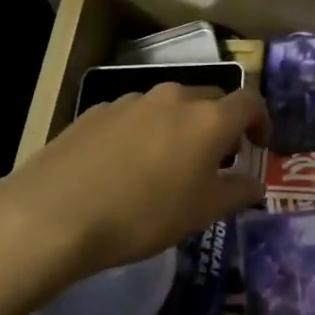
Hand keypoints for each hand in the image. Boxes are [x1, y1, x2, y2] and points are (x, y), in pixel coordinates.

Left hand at [0, 84, 269, 303]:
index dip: (261, 122)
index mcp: (208, 119)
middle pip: (211, 99)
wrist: (53, 214)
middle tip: (216, 160)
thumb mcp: (201, 213)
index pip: (249, 102)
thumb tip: (254, 183)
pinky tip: (126, 167)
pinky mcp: (96, 111)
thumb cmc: (142, 216)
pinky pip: (135, 115)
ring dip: (181, 128)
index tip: (258, 147)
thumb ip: (236, 193)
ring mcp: (131, 100)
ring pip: (170, 106)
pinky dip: (145, 132)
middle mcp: (173, 98)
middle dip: (221, 125)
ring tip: (168, 165)